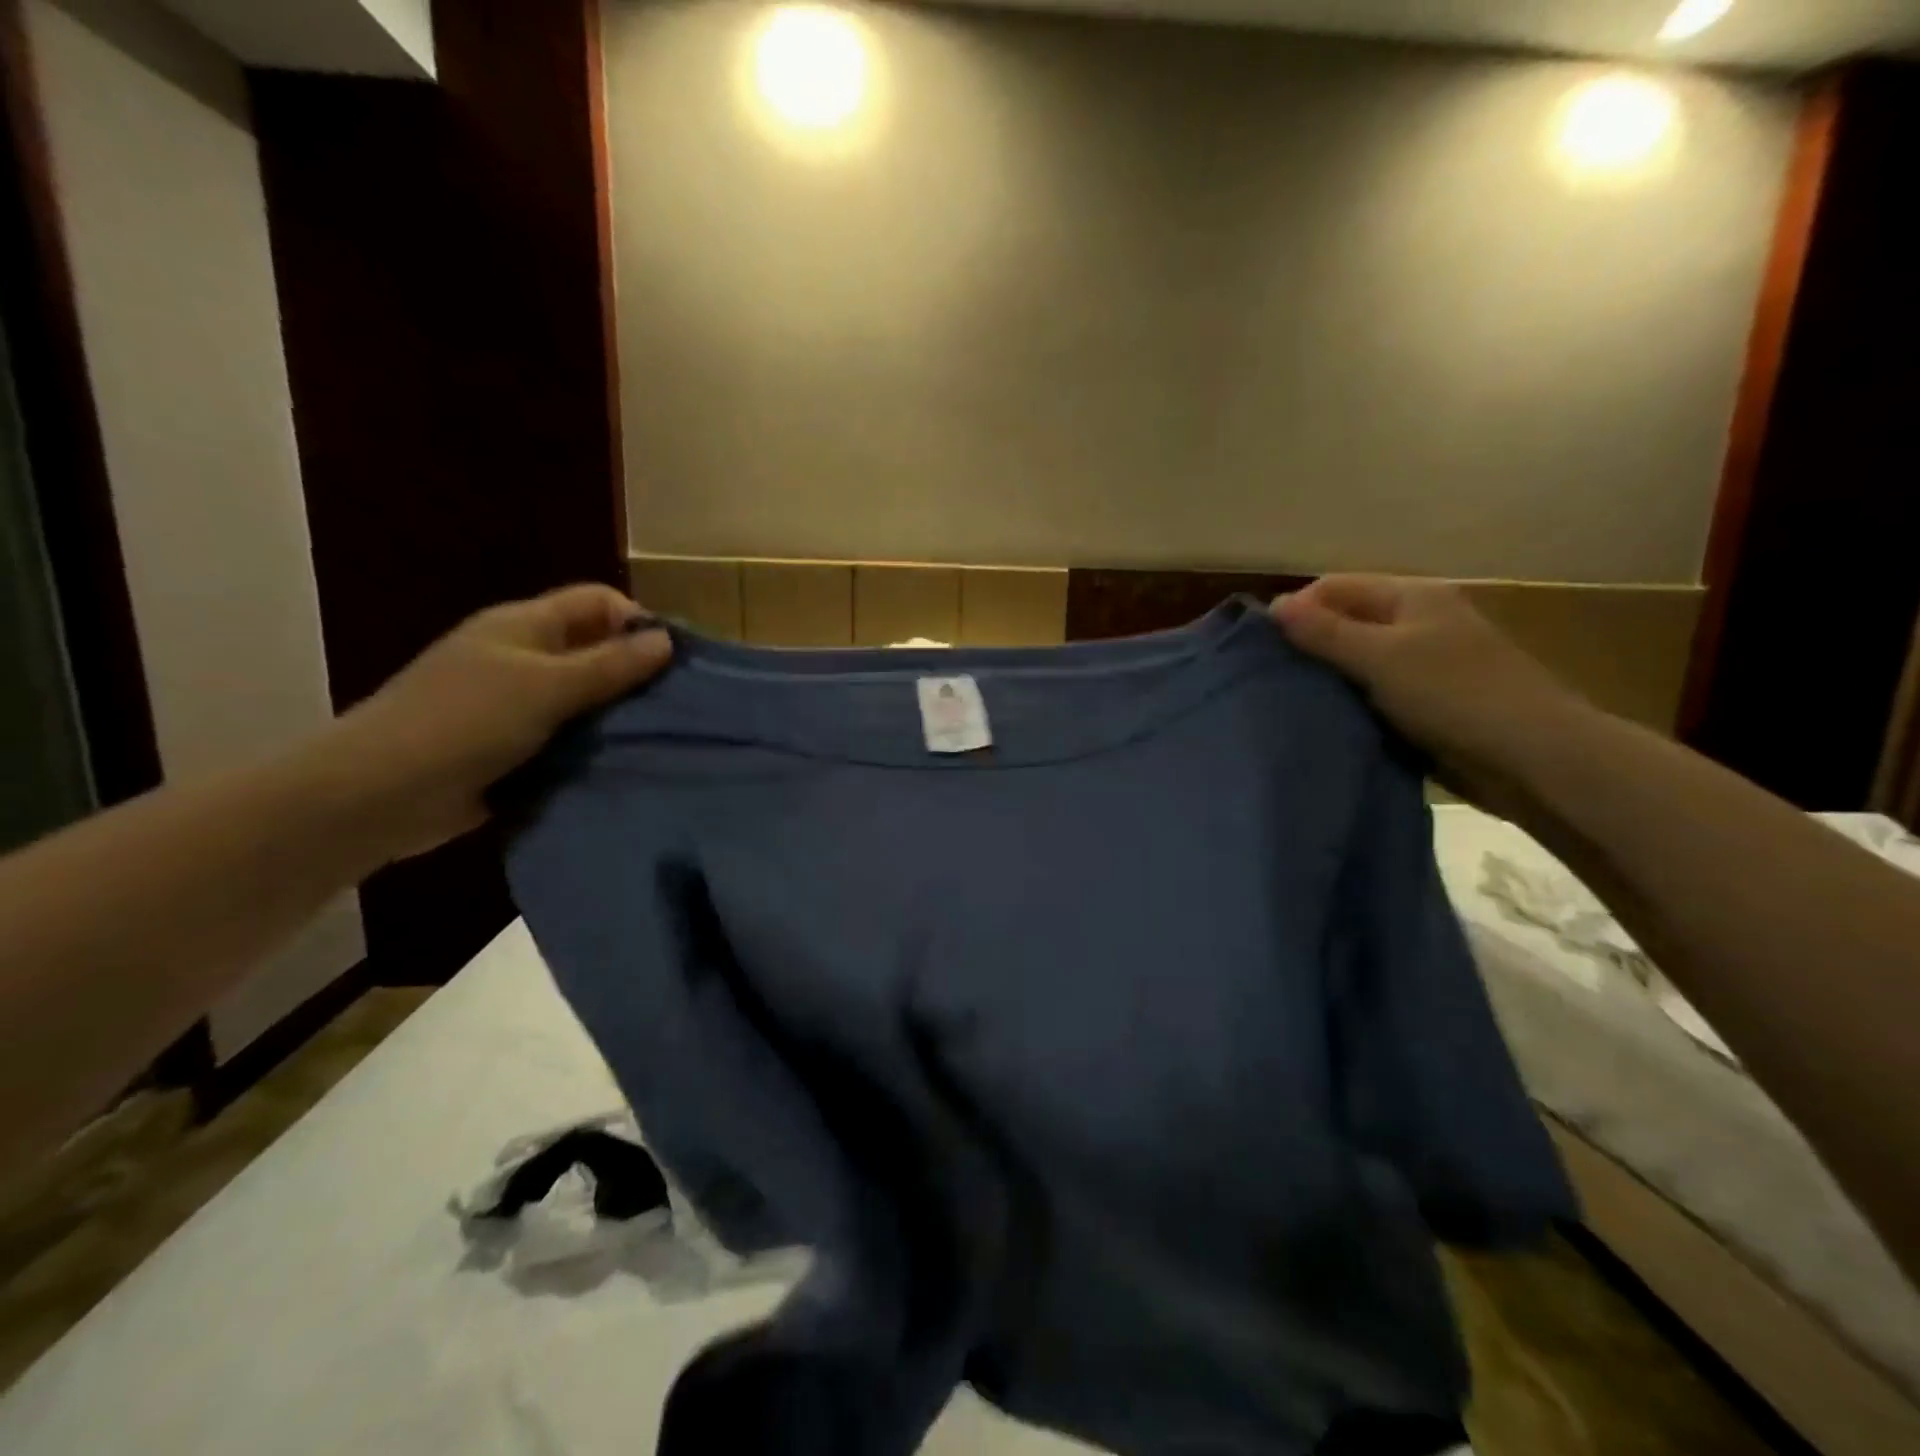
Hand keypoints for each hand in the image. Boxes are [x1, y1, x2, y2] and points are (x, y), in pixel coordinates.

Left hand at [327, 585, 672, 861]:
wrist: (378, 795)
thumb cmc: (463, 723)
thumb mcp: (545, 687)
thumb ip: (609, 665)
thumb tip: (667, 640)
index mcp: (524, 626)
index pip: (597, 602)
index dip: (637, 622)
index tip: (675, 661)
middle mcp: (522, 658)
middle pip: (595, 650)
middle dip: (636, 674)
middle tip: (679, 706)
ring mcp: (516, 705)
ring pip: (585, 700)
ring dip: (618, 717)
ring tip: (662, 740)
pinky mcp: (515, 748)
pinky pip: (569, 739)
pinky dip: (594, 749)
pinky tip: (626, 765)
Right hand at [1271, 576, 1585, 807]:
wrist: (1532, 756)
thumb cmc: (1454, 693)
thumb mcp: (1381, 657)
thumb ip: (1325, 632)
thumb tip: (1274, 605)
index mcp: (1410, 597)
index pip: (1334, 587)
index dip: (1296, 609)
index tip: (1262, 647)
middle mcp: (1415, 622)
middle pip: (1345, 621)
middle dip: (1308, 644)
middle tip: (1271, 676)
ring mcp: (1422, 662)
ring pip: (1356, 660)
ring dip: (1327, 676)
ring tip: (1290, 699)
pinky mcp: (1425, 701)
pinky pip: (1372, 691)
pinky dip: (1349, 701)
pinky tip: (1325, 717)